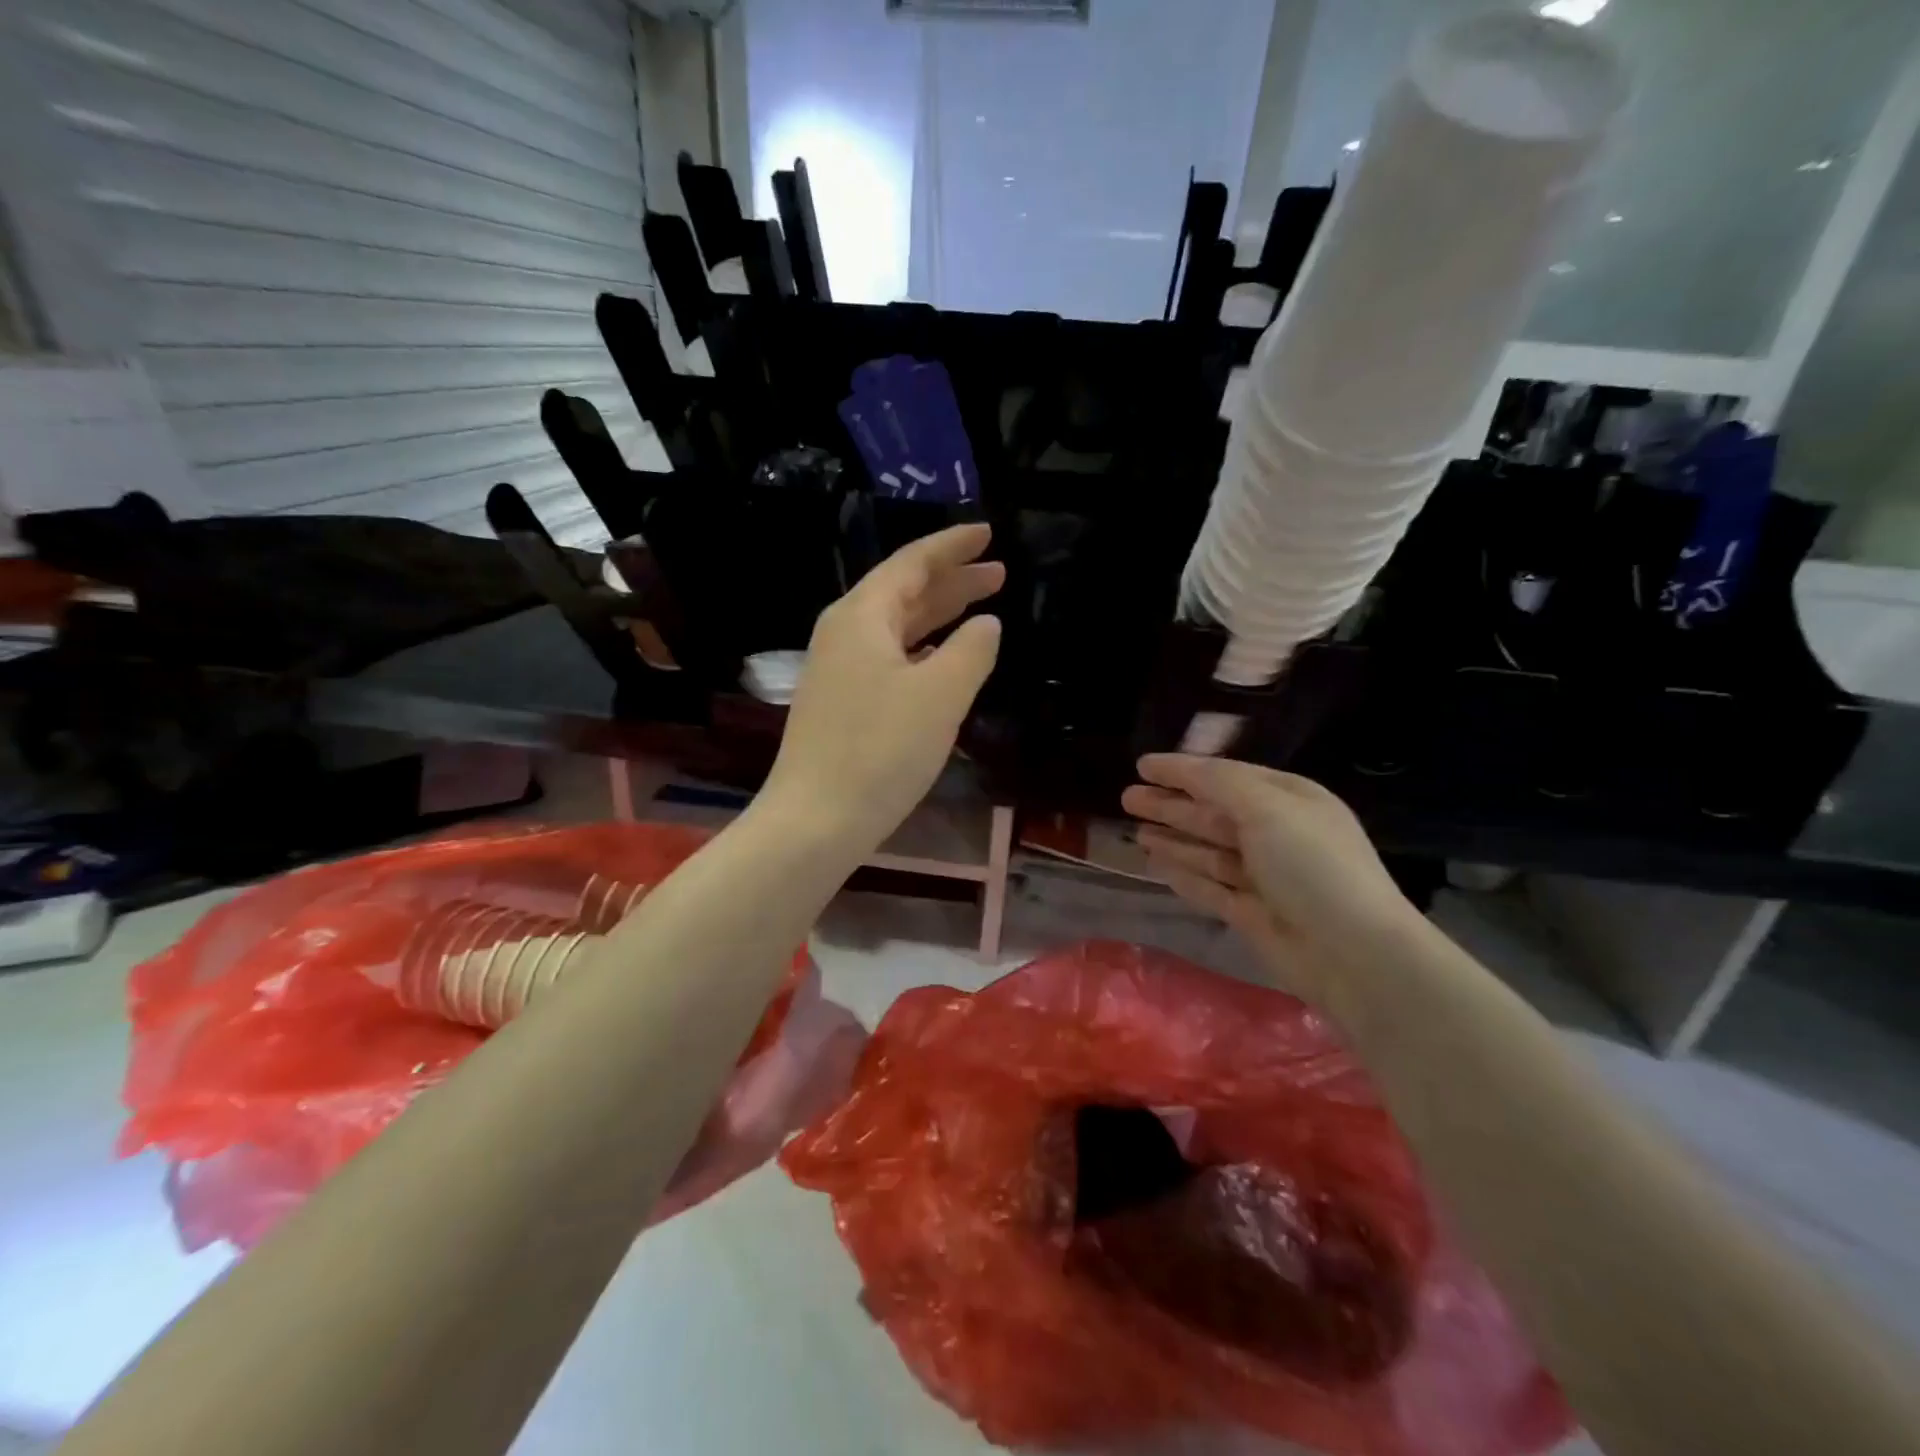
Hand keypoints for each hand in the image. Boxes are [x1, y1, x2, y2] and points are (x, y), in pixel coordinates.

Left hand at [758, 524, 1003, 856]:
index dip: (952, 546)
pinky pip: (888, 658)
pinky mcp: (840, 704)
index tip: (988, 533)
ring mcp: (838, 670)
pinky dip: (922, 650)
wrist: (815, 821)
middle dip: (952, 580)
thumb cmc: (881, 751)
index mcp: (862, 616)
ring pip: (896, 628)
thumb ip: (971, 651)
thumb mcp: (940, 695)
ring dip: (938, 616)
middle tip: (998, 573)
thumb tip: (986, 625)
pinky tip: (942, 660)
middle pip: (904, 592)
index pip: (912, 563)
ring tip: (980, 608)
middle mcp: (844, 633)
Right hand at [1121, 754, 1414, 977]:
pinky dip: (1183, 873)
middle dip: (1171, 804)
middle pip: (1212, 813)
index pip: (1225, 775)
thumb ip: (1218, 783)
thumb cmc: (1312, 865)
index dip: (1182, 770)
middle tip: (1127, 797)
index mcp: (1288, 799)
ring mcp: (1264, 876)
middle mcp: (1276, 834)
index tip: (1143, 765)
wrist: (1354, 952)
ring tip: (1135, 830)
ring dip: (1173, 838)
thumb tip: (1180, 767)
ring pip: (1207, 850)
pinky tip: (1156, 865)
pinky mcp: (1252, 913)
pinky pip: (1209, 885)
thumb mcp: (1266, 808)